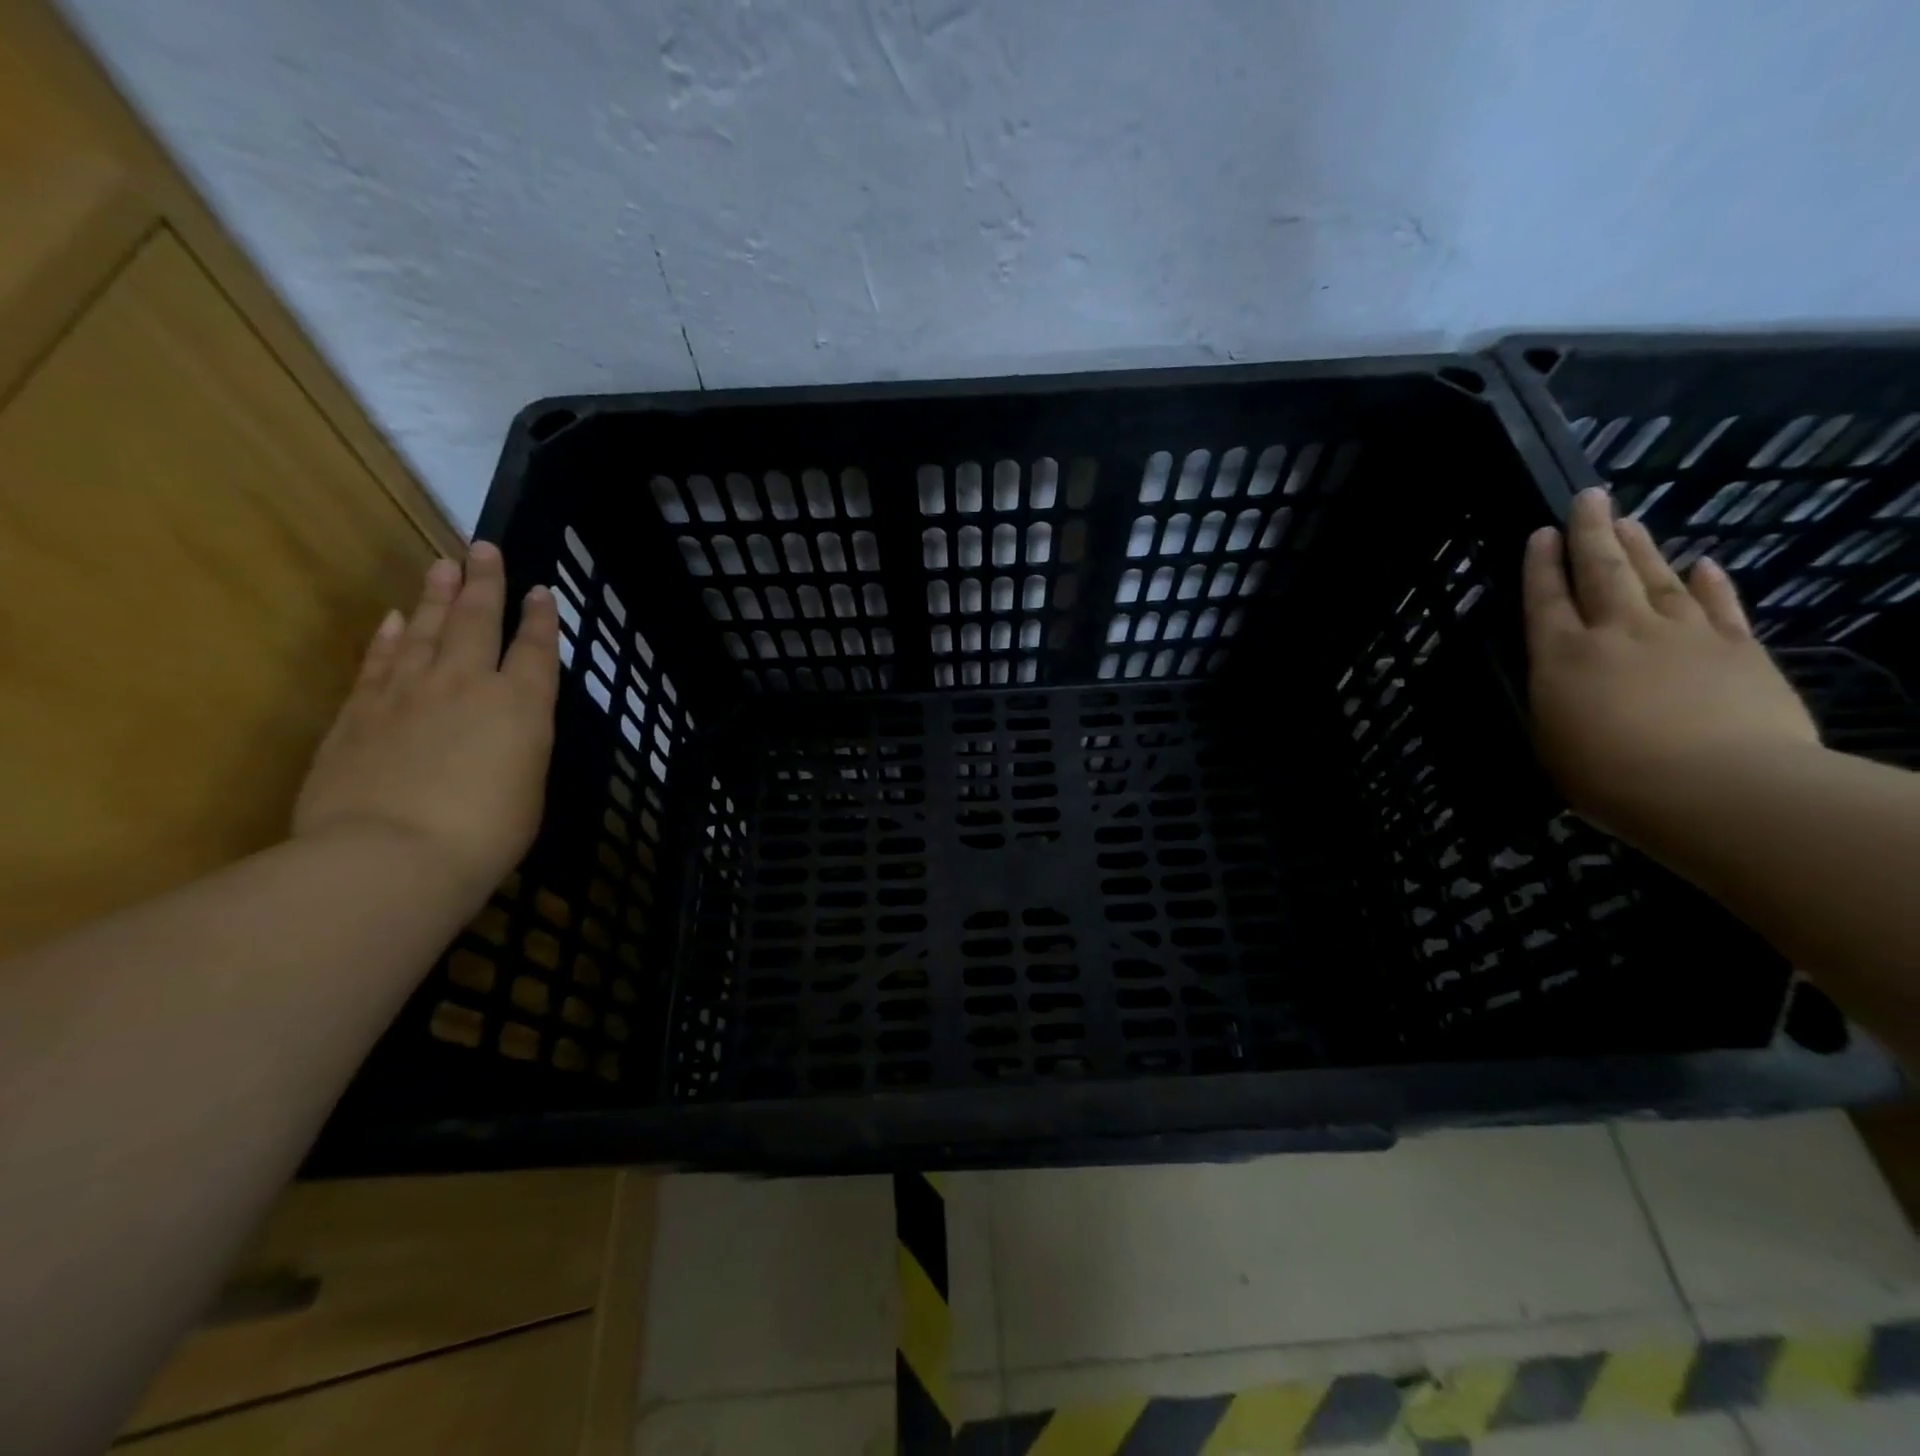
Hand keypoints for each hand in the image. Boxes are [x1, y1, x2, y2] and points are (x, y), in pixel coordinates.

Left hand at [294, 543, 559, 908]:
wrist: (391, 856)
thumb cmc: (485, 834)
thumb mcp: (529, 789)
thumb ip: (519, 747)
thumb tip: (505, 729)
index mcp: (522, 707)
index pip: (537, 650)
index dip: (541, 619)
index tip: (541, 590)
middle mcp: (469, 685)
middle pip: (479, 621)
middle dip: (486, 583)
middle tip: (485, 547)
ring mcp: (409, 692)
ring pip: (428, 630)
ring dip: (438, 595)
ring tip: (443, 563)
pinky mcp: (360, 711)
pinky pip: (380, 661)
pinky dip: (391, 637)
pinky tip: (396, 618)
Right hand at [1523, 486, 1818, 844]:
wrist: (1717, 787)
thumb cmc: (1609, 776)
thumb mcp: (1552, 742)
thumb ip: (1557, 701)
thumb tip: (1566, 679)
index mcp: (1562, 657)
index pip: (1545, 600)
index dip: (1541, 565)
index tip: (1540, 532)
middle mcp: (1618, 633)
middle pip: (1602, 572)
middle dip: (1591, 533)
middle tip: (1588, 498)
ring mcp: (1682, 636)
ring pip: (1656, 579)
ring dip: (1642, 547)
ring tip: (1629, 520)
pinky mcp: (1738, 650)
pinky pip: (1720, 606)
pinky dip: (1710, 583)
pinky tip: (1703, 564)